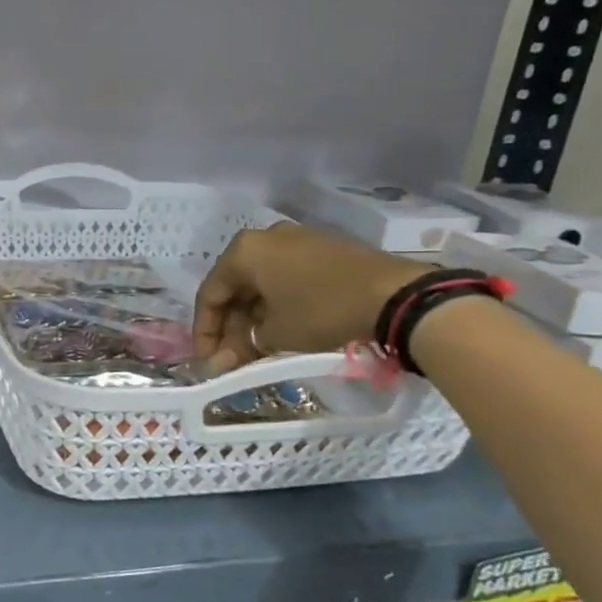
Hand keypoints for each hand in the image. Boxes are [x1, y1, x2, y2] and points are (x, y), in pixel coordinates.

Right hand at [193, 223, 423, 369]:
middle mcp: (265, 237)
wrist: (396, 295)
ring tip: (256, 348)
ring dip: (253, 316)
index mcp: (243, 251)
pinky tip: (282, 328)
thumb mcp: (276, 335)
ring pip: (261, 281)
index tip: (207, 361)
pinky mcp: (323, 248)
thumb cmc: (322, 311)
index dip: (205, 332)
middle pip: (235, 286)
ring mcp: (297, 239)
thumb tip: (220, 363)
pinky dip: (277, 303)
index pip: (211, 294)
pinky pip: (286, 276)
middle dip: (230, 325)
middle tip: (231, 359)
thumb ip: (242, 346)